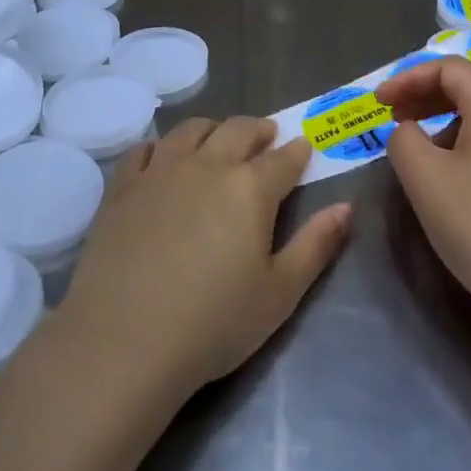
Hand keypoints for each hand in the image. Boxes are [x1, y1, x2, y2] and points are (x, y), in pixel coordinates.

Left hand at [58, 118, 351, 400]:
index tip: (305, 149)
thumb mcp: (280, 294)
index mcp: (251, 188)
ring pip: (192, 130)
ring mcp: (161, 171)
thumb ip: (316, 245)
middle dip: (258, 130)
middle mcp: (208, 165)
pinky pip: (145, 150)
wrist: (124, 341)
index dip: (298, 152)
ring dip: (213, 129)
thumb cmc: (213, 323)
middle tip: (266, 137)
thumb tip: (346, 207)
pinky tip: (163, 158)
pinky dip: (161, 147)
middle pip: (238, 130)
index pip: (284, 158)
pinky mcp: (123, 187)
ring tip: (218, 140)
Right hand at [377, 58, 470, 333]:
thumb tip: (409, 131)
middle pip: (470, 88)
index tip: (379, 103)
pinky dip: (465, 147)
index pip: (450, 68)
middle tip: (393, 118)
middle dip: (425, 96)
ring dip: (443, 123)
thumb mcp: (424, 177)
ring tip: (418, 154)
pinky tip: (451, 182)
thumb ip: (403, 138)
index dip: (409, 77)